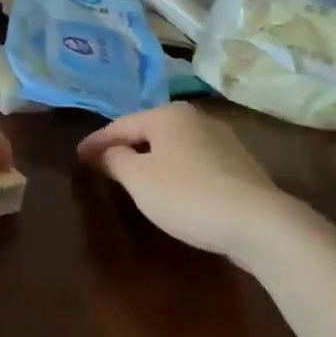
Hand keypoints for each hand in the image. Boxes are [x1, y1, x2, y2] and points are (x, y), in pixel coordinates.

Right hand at [78, 103, 298, 259]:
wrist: (258, 222)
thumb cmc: (187, 195)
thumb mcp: (139, 179)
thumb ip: (116, 160)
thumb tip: (107, 151)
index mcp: (168, 114)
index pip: (121, 125)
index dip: (96, 142)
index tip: (78, 155)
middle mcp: (196, 118)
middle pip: (149, 131)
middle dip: (125, 146)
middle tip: (102, 163)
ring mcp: (222, 140)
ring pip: (174, 146)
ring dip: (151, 158)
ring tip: (134, 175)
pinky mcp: (239, 164)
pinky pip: (194, 162)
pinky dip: (175, 170)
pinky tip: (172, 188)